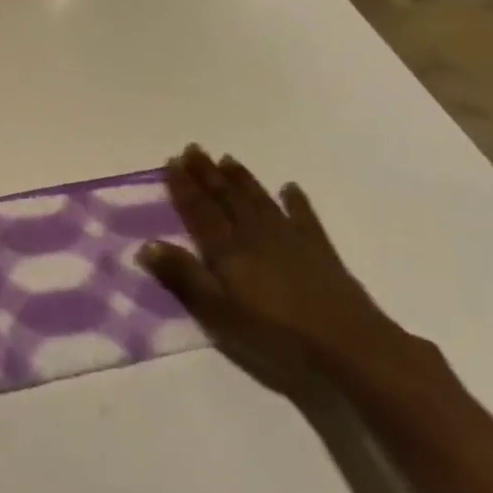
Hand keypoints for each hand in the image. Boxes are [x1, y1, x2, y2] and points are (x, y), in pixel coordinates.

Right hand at [139, 146, 404, 392]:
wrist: (346, 343)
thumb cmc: (274, 333)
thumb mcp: (218, 312)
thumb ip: (183, 276)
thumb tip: (147, 244)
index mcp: (228, 249)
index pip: (200, 211)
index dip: (184, 187)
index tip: (172, 162)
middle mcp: (255, 234)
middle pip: (227, 198)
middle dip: (208, 174)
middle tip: (193, 149)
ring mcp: (289, 238)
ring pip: (259, 200)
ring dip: (241, 179)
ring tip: (227, 159)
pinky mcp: (319, 249)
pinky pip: (303, 216)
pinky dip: (295, 200)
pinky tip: (290, 187)